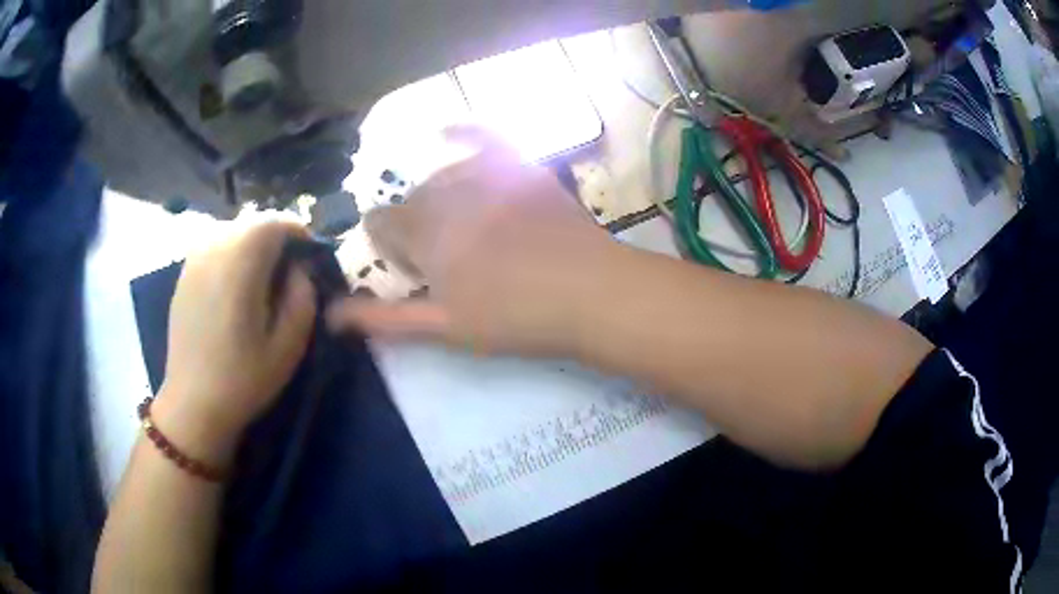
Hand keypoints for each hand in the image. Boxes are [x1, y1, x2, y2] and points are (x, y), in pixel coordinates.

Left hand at [155, 222, 315, 461]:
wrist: (193, 403)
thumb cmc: (243, 379)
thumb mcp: (289, 345)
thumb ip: (302, 296)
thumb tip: (300, 268)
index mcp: (240, 265)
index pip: (274, 223)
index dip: (298, 232)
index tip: (310, 258)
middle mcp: (213, 250)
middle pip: (253, 222)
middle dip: (277, 238)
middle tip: (290, 271)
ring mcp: (194, 259)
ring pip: (233, 230)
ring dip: (254, 244)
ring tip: (263, 278)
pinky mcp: (184, 273)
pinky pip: (215, 245)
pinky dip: (233, 253)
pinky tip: (235, 286)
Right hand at [327, 127, 615, 356]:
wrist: (591, 294)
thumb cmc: (516, 318)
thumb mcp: (444, 327)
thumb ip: (384, 318)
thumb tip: (331, 316)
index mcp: (423, 232)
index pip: (379, 223)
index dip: (390, 248)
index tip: (415, 272)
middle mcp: (447, 192)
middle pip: (412, 200)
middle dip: (417, 227)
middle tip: (449, 261)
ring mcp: (488, 174)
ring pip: (442, 176)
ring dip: (441, 198)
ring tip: (469, 228)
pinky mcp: (522, 168)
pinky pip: (486, 138)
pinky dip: (465, 134)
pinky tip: (450, 133)